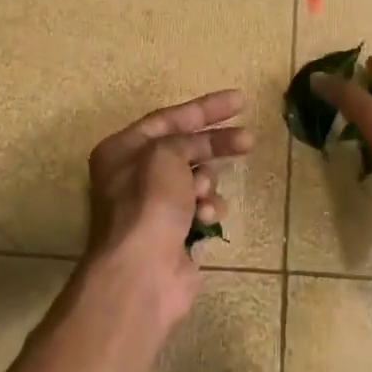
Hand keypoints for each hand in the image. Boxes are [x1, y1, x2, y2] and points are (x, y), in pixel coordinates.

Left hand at [82, 89, 252, 325]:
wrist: (143, 271)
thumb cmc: (148, 204)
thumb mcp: (165, 154)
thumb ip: (185, 140)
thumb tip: (199, 150)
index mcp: (123, 151)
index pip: (168, 118)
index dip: (205, 108)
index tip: (240, 101)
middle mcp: (134, 176)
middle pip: (185, 148)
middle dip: (216, 145)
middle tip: (249, 140)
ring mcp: (154, 207)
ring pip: (196, 181)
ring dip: (207, 184)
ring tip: (203, 194)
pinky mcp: (174, 232)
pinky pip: (200, 210)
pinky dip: (207, 211)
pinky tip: (205, 218)